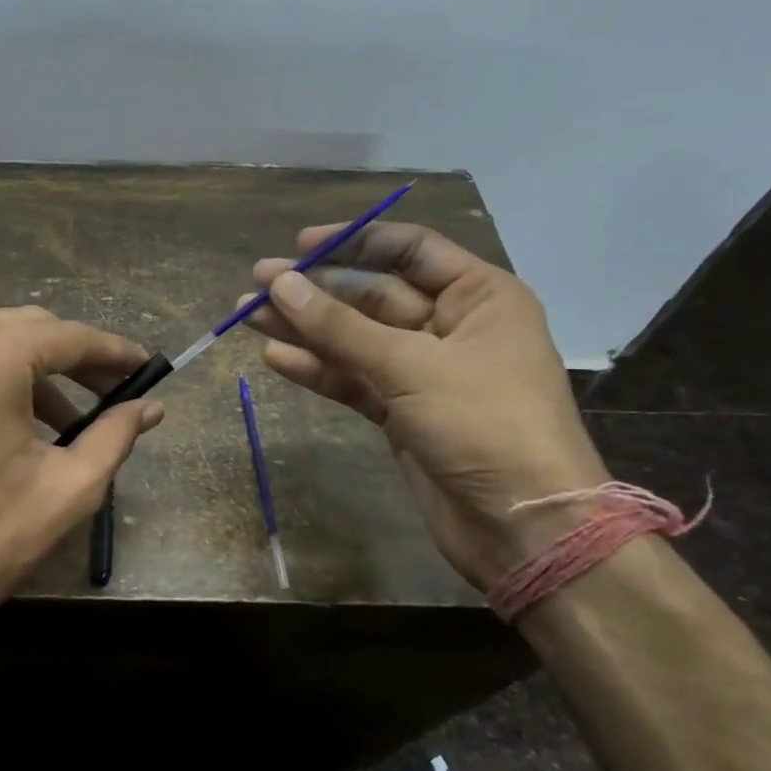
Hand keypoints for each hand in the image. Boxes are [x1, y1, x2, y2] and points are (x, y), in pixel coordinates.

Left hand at [0, 306, 163, 656]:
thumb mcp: (66, 490)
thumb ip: (115, 436)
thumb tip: (152, 407)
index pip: (67, 335)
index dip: (113, 351)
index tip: (145, 367)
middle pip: (23, 329)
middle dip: (70, 358)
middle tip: (108, 393)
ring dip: (26, 370)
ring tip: (58, 420)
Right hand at [246, 224, 607, 588]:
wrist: (523, 528)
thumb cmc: (485, 426)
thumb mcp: (410, 366)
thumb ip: (340, 326)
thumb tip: (280, 284)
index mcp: (479, 297)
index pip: (410, 251)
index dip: (355, 242)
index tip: (300, 246)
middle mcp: (452, 326)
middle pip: (372, 295)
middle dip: (315, 291)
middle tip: (256, 284)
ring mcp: (424, 373)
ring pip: (355, 339)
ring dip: (305, 329)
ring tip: (248, 316)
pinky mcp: (402, 412)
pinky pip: (353, 380)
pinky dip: (318, 370)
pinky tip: (275, 358)